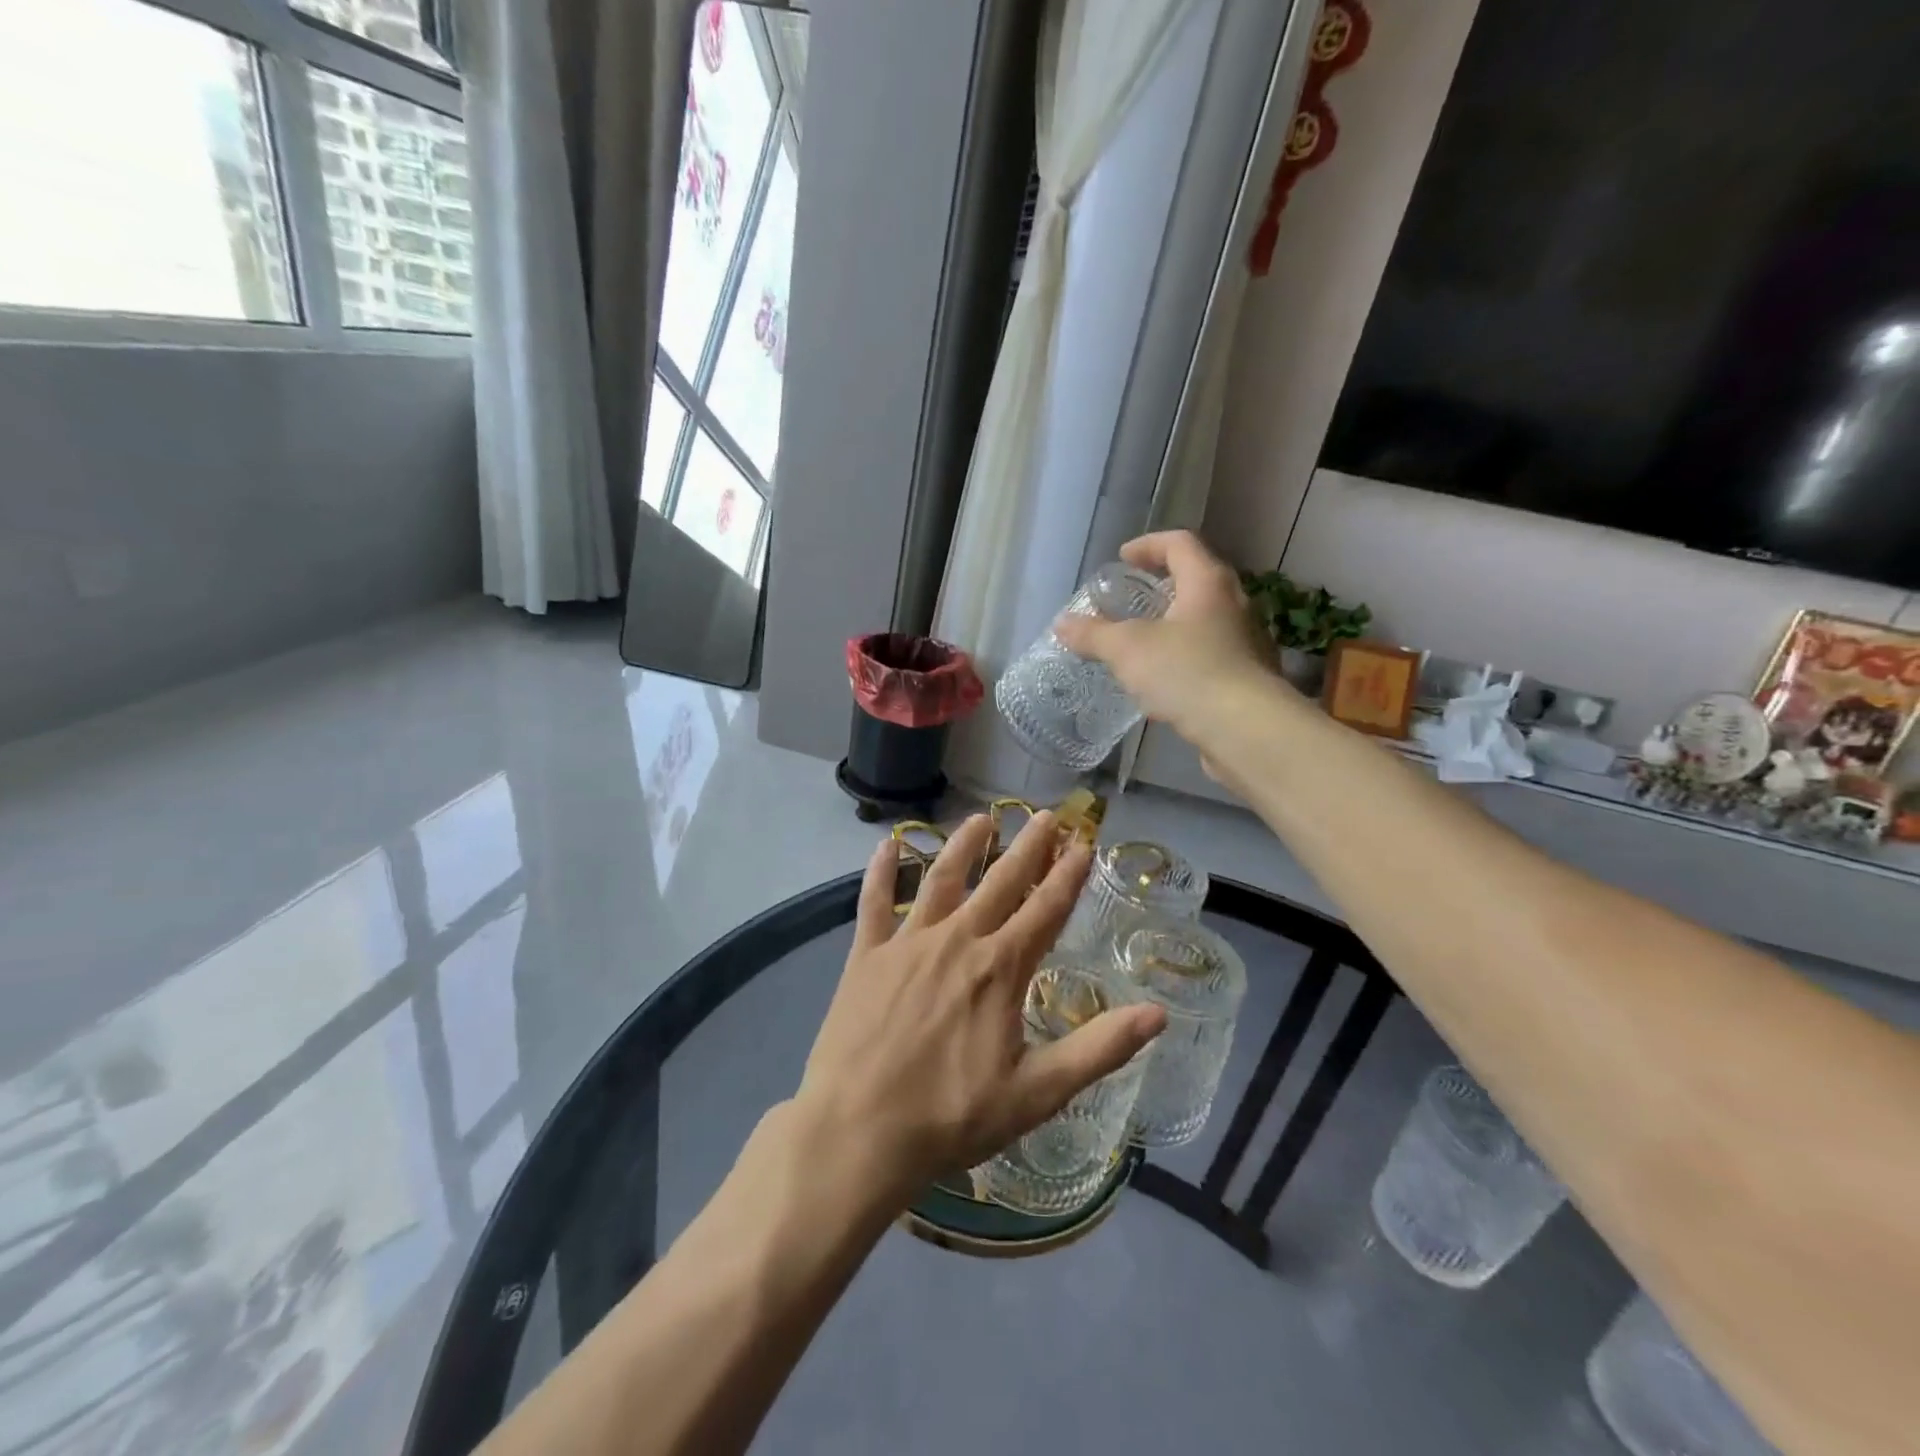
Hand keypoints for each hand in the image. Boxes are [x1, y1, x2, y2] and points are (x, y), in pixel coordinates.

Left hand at [794, 812, 1166, 1202]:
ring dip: (964, 846)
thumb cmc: (952, 1116)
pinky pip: (874, 901)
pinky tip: (886, 843)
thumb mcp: (1037, 1093)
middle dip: (1027, 847)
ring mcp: (908, 943)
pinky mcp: (866, 954)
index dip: (1068, 874)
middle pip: (1001, 882)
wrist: (858, 1132)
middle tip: (1045, 815)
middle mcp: (958, 940)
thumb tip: (1158, 1013)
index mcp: (1000, 969)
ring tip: (981, 818)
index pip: (1046, 909)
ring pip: (941, 879)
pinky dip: (880, 870)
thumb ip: (1098, 1049)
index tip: (1084, 842)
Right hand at [1054, 530, 1289, 741]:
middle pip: (1198, 578)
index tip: (1123, 558)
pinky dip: (1187, 656)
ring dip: (1176, 623)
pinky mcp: (1249, 676)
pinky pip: (1213, 654)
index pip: (1179, 543)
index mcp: (1207, 583)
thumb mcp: (1127, 650)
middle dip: (1163, 584)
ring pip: (1207, 619)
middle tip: (1134, 597)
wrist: (1245, 728)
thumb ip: (1093, 634)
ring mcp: (1247, 641)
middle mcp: (1234, 603)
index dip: (1148, 545)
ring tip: (1145, 642)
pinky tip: (1166, 682)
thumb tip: (1061, 624)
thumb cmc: (1187, 673)